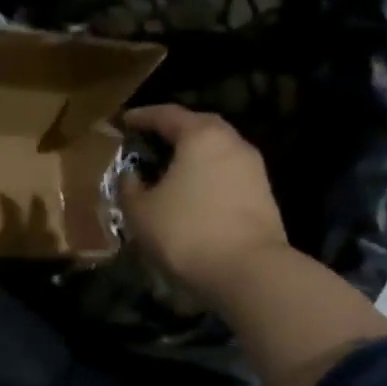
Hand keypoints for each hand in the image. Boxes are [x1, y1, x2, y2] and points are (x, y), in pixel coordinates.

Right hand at [119, 105, 287, 303]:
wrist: (248, 271)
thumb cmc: (186, 231)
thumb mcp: (140, 211)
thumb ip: (129, 187)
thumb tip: (131, 175)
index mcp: (201, 136)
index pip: (167, 114)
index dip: (142, 116)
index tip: (124, 121)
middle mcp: (231, 142)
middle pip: (198, 126)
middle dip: (171, 131)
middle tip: (148, 141)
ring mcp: (252, 168)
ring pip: (215, 150)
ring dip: (191, 155)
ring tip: (168, 170)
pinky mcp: (262, 193)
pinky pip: (226, 173)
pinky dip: (206, 175)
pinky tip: (190, 193)